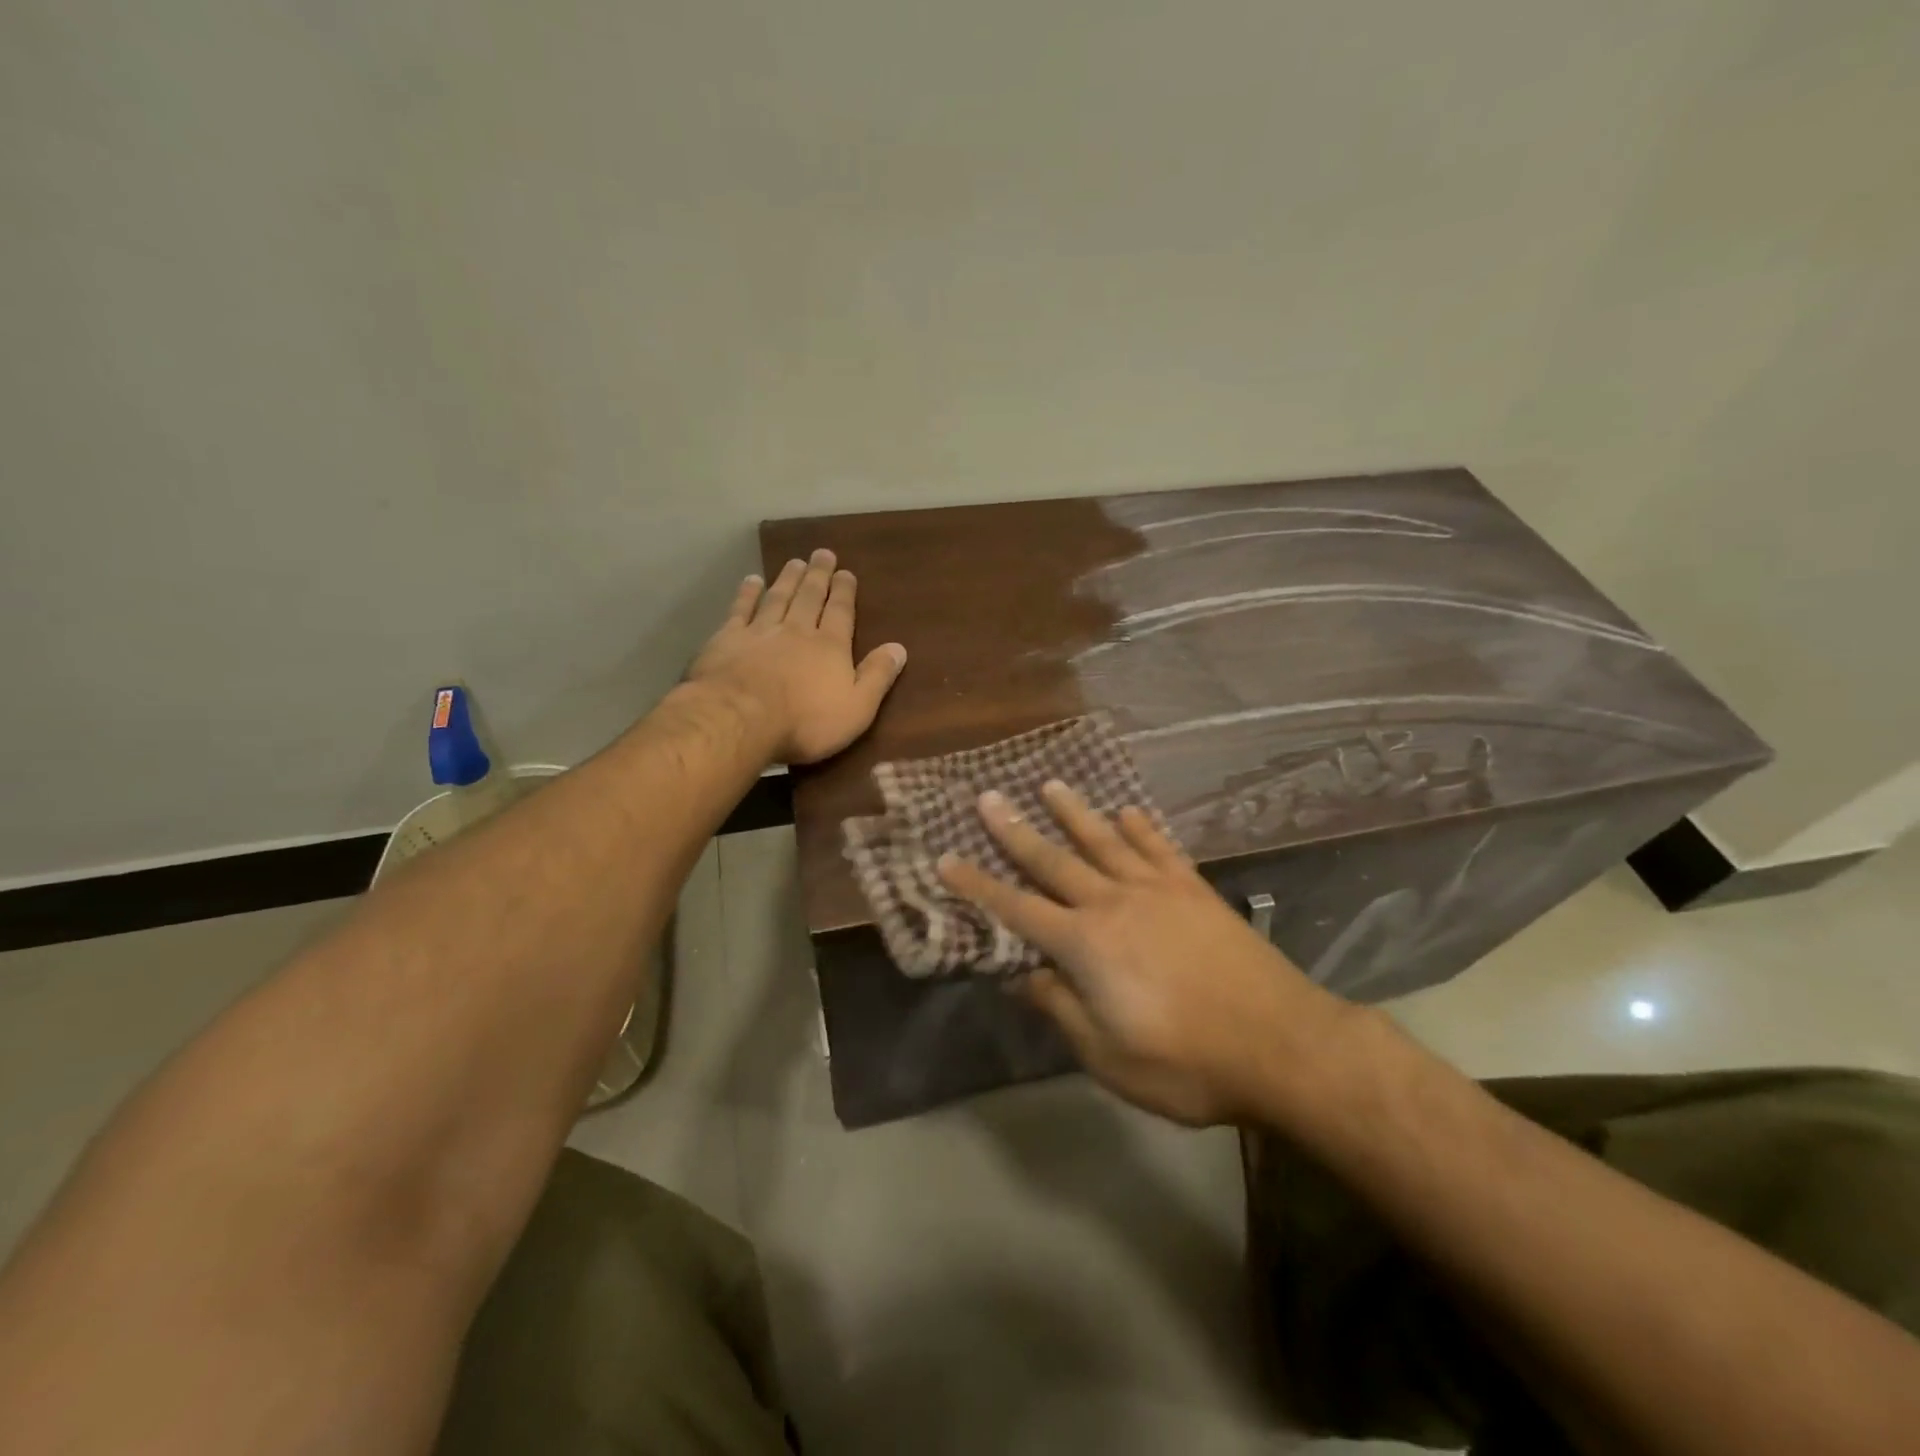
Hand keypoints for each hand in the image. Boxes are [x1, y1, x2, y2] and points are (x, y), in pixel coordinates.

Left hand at [688, 549, 906, 764]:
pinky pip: (740, 609)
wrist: (741, 719)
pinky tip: (751, 580)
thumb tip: (899, 648)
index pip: (840, 612)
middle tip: (823, 554)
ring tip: (795, 562)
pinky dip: (747, 593)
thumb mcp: (857, 708)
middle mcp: (797, 630)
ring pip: (778, 598)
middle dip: (818, 575)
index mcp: (830, 647)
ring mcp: (760, 632)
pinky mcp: (728, 639)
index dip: (844, 592)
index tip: (846, 572)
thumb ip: (877, 677)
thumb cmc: (805, 722)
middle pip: (810, 597)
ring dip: (787, 579)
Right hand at [938, 781, 1348, 1125]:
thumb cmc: (1188, 1063)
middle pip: (1054, 860)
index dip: (977, 885)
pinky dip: (1140, 827)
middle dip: (1015, 831)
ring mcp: (1158, 891)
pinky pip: (1159, 849)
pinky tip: (1127, 812)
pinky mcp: (1196, 891)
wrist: (1284, 1046)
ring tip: (1049, 785)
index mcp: (1086, 945)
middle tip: (988, 798)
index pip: (1016, 909)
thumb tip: (1022, 976)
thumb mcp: (1109, 1056)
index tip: (946, 858)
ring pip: (1104, 841)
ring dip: (1074, 813)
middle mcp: (1114, 903)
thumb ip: (1061, 1009)